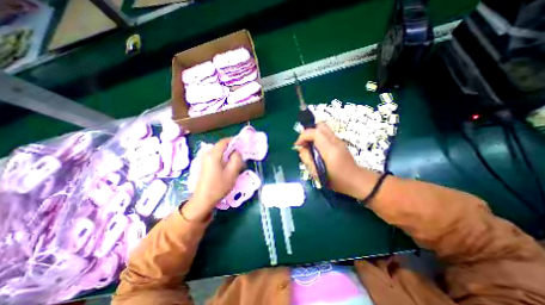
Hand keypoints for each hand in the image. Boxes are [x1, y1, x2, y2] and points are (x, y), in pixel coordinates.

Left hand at [183, 139, 241, 220]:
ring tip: (237, 164)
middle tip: (241, 157)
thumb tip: (237, 152)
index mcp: (213, 154)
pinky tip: (229, 167)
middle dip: (233, 149)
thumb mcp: (232, 172)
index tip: (242, 145)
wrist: (203, 199)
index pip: (224, 141)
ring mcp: (204, 159)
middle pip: (222, 146)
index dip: (234, 141)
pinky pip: (216, 157)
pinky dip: (224, 159)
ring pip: (220, 152)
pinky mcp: (205, 164)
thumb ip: (237, 159)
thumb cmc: (219, 186)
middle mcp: (207, 154)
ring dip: (229, 155)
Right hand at [294, 122, 379, 198]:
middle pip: (320, 126)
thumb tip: (301, 148)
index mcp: (329, 150)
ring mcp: (339, 141)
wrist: (355, 180)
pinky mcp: (340, 142)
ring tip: (310, 146)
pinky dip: (318, 137)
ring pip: (323, 129)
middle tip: (304, 143)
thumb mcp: (316, 173)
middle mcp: (335, 142)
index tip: (298, 144)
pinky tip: (317, 148)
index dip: (303, 136)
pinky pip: (326, 134)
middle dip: (308, 132)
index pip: (315, 133)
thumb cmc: (335, 180)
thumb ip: (306, 158)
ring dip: (313, 134)